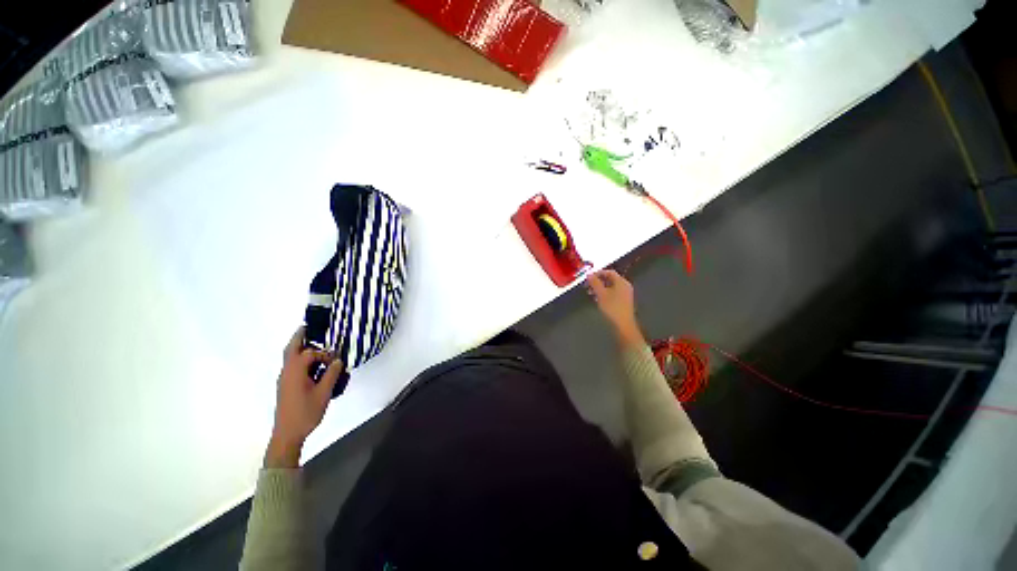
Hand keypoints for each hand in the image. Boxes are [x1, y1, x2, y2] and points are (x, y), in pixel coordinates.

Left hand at [265, 327, 344, 467]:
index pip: (310, 353)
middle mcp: (287, 372)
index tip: (336, 361)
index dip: (325, 354)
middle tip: (309, 327)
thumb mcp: (324, 393)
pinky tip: (313, 365)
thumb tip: (339, 361)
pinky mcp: (286, 386)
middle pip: (291, 349)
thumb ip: (332, 374)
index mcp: (294, 371)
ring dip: (301, 348)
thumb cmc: (306, 412)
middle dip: (300, 337)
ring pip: (290, 358)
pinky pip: (293, 366)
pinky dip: (301, 360)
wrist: (287, 434)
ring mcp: (285, 379)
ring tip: (315, 344)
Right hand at [587, 270, 643, 346]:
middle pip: (610, 279)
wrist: (623, 326)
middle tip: (588, 285)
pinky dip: (604, 293)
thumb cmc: (612, 308)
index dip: (598, 273)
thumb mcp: (601, 294)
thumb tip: (589, 274)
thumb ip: (594, 283)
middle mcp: (625, 286)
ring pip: (611, 287)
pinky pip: (613, 293)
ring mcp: (625, 294)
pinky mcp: (623, 302)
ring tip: (590, 292)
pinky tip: (597, 299)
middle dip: (598, 281)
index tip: (588, 277)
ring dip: (600, 288)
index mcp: (621, 282)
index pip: (609, 272)